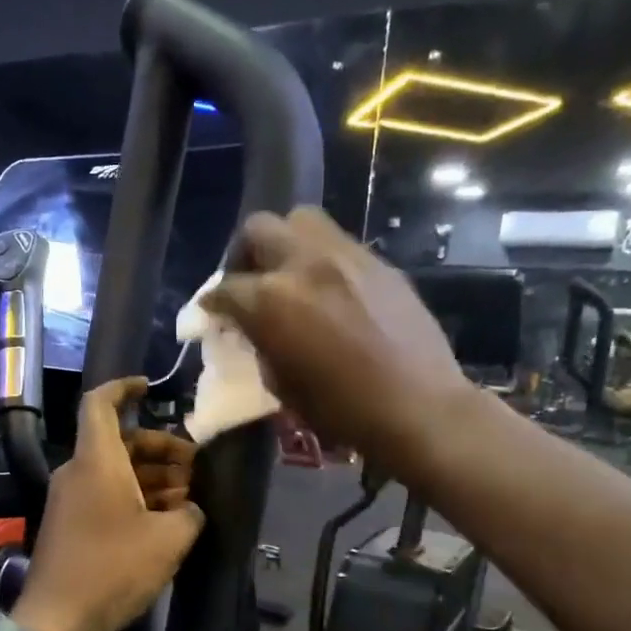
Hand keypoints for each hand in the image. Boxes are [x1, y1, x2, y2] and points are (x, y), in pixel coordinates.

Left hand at [13, 378, 204, 630]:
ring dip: (152, 476)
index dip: (123, 388)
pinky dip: (134, 495)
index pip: (100, 403)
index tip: (150, 388)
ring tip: (188, 497)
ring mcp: (70, 498)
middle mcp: (78, 471)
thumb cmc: (113, 569)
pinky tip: (164, 518)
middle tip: (195, 466)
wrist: (57, 618)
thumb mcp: (168, 541)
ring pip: (114, 470)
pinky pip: (104, 493)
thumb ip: (189, 514)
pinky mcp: (69, 523)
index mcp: (97, 461)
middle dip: (161, 448)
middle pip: (119, 441)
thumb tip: (191, 509)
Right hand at [201, 210, 468, 478]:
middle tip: (248, 282)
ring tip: (289, 276)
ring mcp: (346, 256)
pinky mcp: (379, 262)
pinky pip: (338, 243)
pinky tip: (329, 290)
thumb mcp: (282, 385)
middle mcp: (304, 264)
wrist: (419, 407)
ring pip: (301, 221)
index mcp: (271, 300)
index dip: (212, 303)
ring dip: (285, 243)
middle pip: (258, 229)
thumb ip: (260, 344)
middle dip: (243, 254)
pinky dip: (321, 259)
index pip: (225, 288)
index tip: (212, 313)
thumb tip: (253, 329)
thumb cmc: (342, 409)